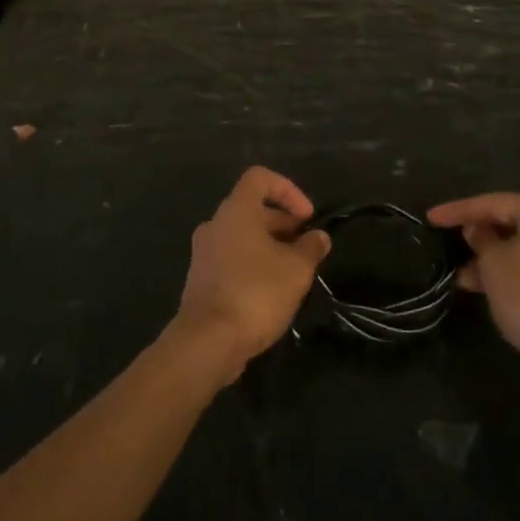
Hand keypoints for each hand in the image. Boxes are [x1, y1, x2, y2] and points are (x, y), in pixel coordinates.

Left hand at [172, 167, 331, 383]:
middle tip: (306, 248)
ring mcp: (204, 253)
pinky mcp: (201, 280)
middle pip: (252, 208)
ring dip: (270, 246)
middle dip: (283, 223)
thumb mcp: (296, 269)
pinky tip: (272, 292)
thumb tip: (318, 237)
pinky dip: (253, 265)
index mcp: (236, 210)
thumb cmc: (256, 293)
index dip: (288, 190)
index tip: (307, 217)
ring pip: (242, 236)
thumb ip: (311, 247)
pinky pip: (232, 259)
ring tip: (294, 272)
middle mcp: (215, 224)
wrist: (207, 342)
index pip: (260, 178)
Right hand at [427, 194, 519, 394]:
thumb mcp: (493, 262)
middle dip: (478, 235)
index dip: (458, 210)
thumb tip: (476, 230)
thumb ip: (481, 239)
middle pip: (511, 224)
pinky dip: (509, 274)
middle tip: (448, 241)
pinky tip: (483, 288)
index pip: (494, 203)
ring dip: (491, 260)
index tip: (431, 218)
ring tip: (460, 274)